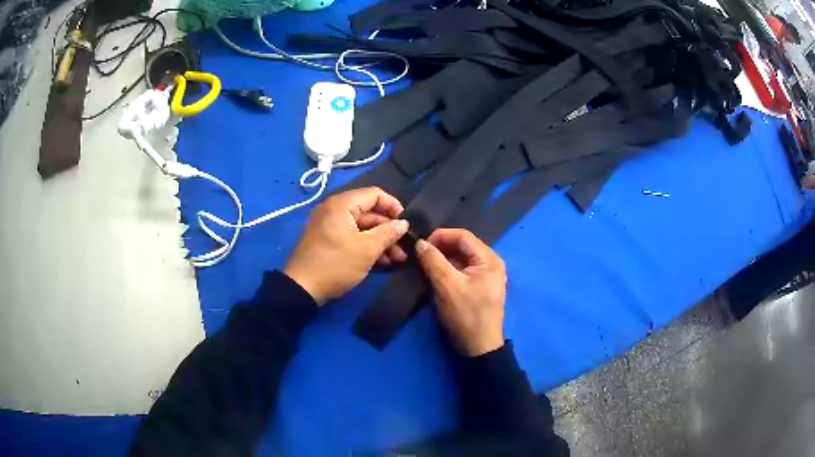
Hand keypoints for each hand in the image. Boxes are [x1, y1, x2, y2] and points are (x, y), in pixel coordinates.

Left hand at [284, 187, 408, 305]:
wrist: (302, 288)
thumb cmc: (335, 265)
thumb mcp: (366, 250)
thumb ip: (388, 233)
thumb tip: (404, 223)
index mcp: (342, 204)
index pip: (375, 194)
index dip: (394, 206)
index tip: (406, 224)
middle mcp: (334, 209)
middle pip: (369, 212)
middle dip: (388, 230)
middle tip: (403, 248)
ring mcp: (329, 224)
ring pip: (362, 227)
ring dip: (380, 240)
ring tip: (396, 259)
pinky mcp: (327, 239)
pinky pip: (351, 235)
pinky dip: (366, 245)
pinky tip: (381, 261)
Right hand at [415, 228, 506, 356]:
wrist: (478, 347)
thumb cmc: (466, 315)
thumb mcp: (447, 286)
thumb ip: (433, 261)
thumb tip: (420, 242)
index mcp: (489, 259)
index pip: (463, 236)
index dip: (440, 236)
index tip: (420, 245)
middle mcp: (491, 262)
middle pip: (463, 246)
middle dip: (440, 248)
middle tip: (420, 256)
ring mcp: (486, 275)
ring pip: (461, 258)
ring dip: (442, 259)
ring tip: (424, 265)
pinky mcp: (479, 286)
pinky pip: (462, 270)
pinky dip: (448, 270)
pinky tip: (434, 276)